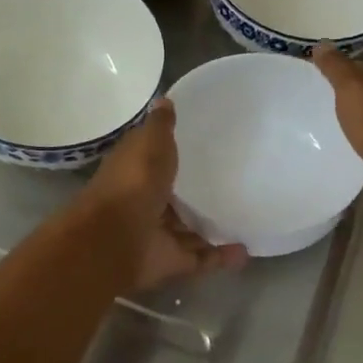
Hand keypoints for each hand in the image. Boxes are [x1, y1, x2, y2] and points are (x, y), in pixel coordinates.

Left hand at [82, 99, 246, 291]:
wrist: (115, 239)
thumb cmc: (132, 183)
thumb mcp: (149, 144)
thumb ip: (160, 126)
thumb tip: (164, 99)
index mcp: (135, 174)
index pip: (155, 162)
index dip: (172, 156)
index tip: (201, 148)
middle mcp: (145, 205)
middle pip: (174, 201)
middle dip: (195, 197)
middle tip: (231, 186)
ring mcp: (158, 235)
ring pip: (188, 232)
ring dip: (211, 229)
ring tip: (244, 219)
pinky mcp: (171, 262)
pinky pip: (201, 259)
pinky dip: (222, 257)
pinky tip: (246, 251)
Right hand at [311, 44, 362, 216]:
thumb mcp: (352, 87)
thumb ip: (336, 67)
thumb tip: (321, 44)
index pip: (361, 69)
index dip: (339, 70)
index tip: (314, 75)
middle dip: (343, 98)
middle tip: (312, 103)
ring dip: (350, 123)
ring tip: (321, 128)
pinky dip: (356, 146)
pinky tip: (340, 152)